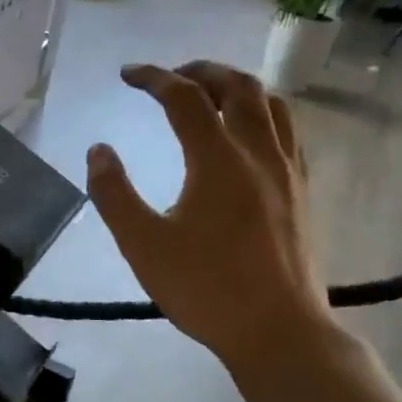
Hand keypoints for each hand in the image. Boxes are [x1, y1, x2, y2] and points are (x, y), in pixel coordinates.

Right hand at [86, 61, 330, 368]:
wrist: (278, 330)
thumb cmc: (205, 288)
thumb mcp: (142, 244)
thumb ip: (113, 193)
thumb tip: (99, 150)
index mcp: (218, 160)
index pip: (184, 97)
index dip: (153, 78)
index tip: (127, 74)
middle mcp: (258, 153)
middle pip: (238, 86)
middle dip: (201, 71)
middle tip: (170, 78)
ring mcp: (287, 171)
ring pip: (272, 104)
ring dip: (238, 86)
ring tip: (210, 94)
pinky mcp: (302, 192)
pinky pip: (288, 132)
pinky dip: (263, 114)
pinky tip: (247, 135)